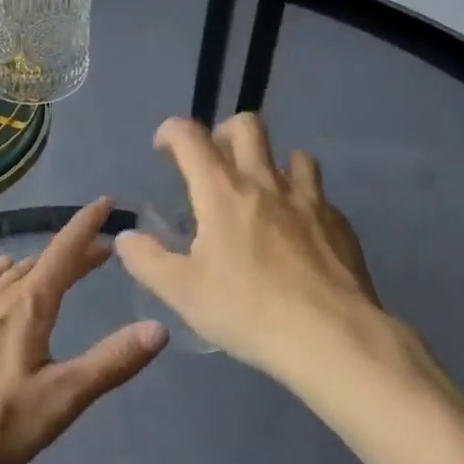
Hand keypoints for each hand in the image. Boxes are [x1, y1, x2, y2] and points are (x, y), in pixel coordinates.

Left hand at [0, 199, 167, 463]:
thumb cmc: (0, 424)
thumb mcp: (65, 397)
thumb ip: (112, 362)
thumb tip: (159, 328)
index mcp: (29, 304)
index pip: (65, 251)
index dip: (87, 225)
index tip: (107, 202)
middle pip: (42, 261)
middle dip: (73, 252)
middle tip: (101, 253)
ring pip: (13, 272)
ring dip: (41, 264)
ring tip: (58, 267)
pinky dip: (5, 274)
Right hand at [116, 114, 427, 384]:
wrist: (333, 338)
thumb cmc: (249, 311)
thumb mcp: (182, 292)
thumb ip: (147, 260)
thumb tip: (125, 237)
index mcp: (222, 191)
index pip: (191, 136)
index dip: (172, 131)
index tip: (164, 148)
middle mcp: (265, 182)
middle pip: (247, 126)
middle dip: (224, 132)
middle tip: (213, 163)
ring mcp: (308, 199)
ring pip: (292, 154)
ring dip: (271, 162)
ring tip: (261, 192)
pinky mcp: (339, 223)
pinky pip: (318, 194)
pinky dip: (302, 199)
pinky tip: (298, 231)